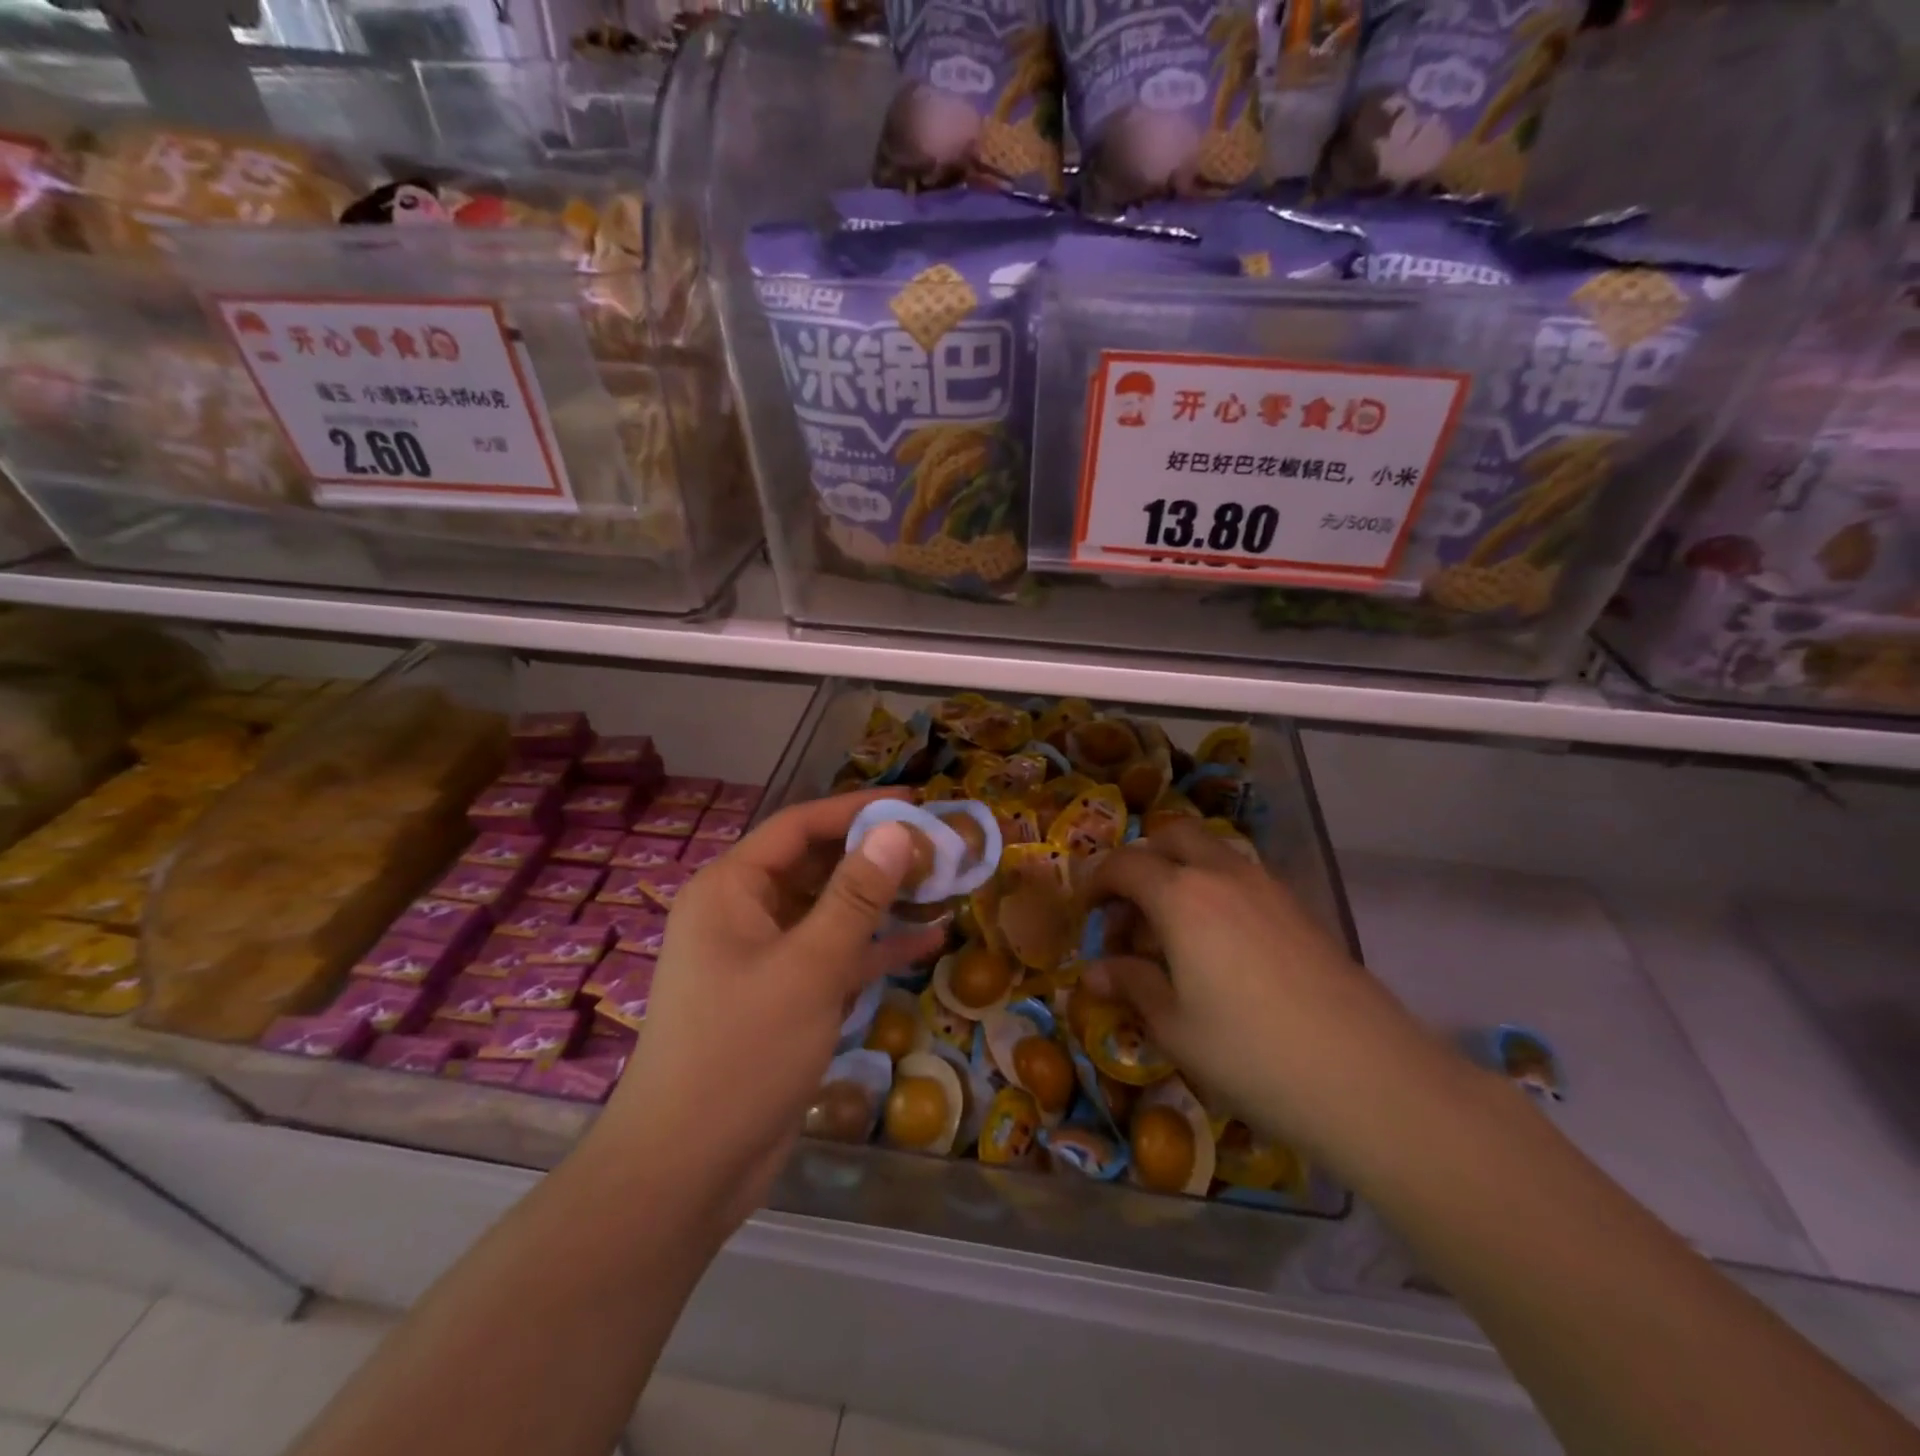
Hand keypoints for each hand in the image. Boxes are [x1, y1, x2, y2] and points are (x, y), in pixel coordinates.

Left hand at [595, 791, 940, 1229]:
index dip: (856, 809)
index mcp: (731, 889)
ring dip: (882, 902)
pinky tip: (928, 941)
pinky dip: (874, 947)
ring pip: (830, 912)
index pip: (799, 826)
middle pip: (817, 866)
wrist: (687, 1171)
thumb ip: (856, 896)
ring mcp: (764, 957)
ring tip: (944, 886)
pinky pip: (834, 955)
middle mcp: (744, 913)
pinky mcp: (784, 997)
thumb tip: (895, 829)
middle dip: (876, 856)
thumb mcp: (808, 967)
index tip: (915, 803)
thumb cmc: (742, 1053)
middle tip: (940, 848)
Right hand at [1082, 820, 1433, 1162]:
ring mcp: (1268, 888)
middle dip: (1141, 861)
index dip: (1097, 882)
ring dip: (1180, 873)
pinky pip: (1241, 878)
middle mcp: (1223, 875)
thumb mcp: (1175, 1027)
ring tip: (1172, 932)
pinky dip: (1215, 890)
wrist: (1369, 1077)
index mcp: (1181, 896)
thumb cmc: (1252, 1053)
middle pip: (1172, 837)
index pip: (1125, 864)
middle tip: (1129, 911)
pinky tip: (1219, 947)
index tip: (1086, 913)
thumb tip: (1095, 972)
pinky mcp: (1300, 909)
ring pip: (1211, 852)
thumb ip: (1132, 986)